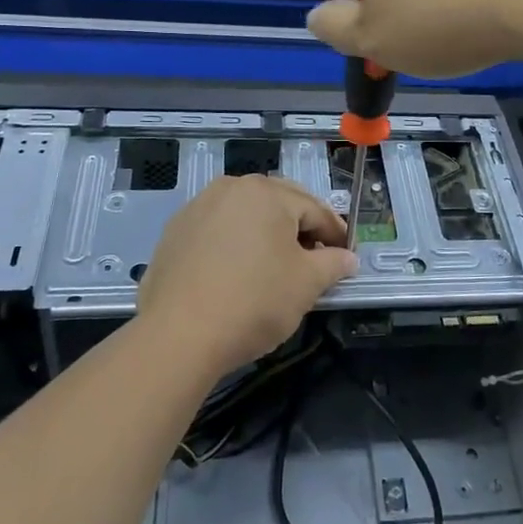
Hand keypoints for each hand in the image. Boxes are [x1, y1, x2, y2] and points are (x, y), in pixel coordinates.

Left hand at [136, 176, 354, 376]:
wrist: (178, 336)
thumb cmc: (254, 302)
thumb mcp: (306, 284)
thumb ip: (333, 264)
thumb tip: (347, 258)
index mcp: (267, 192)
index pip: (315, 209)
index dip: (336, 234)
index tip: (347, 256)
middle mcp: (231, 187)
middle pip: (279, 204)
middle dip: (301, 229)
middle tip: (316, 260)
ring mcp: (198, 207)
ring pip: (246, 215)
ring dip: (266, 234)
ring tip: (277, 266)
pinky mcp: (174, 232)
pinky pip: (217, 230)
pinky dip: (235, 244)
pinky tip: (237, 273)